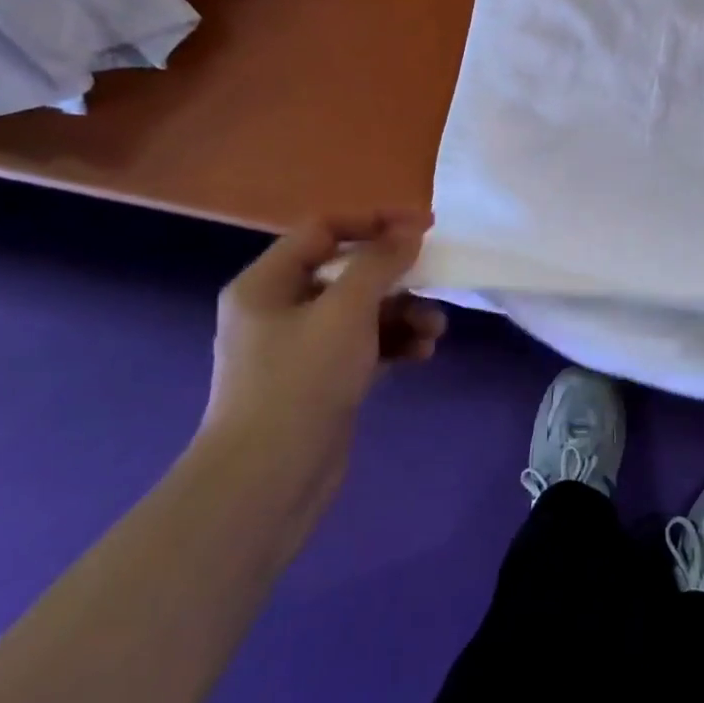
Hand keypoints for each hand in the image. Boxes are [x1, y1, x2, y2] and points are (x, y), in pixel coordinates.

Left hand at [199, 211, 445, 518]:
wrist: (267, 482)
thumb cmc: (301, 382)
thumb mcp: (346, 311)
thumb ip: (380, 263)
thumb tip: (408, 231)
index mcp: (268, 284)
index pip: (324, 229)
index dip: (375, 220)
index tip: (425, 226)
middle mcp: (280, 310)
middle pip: (348, 272)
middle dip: (397, 277)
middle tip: (436, 280)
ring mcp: (301, 349)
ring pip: (363, 312)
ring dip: (404, 314)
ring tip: (434, 331)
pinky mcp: (323, 381)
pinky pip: (366, 346)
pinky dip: (395, 344)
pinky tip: (422, 354)